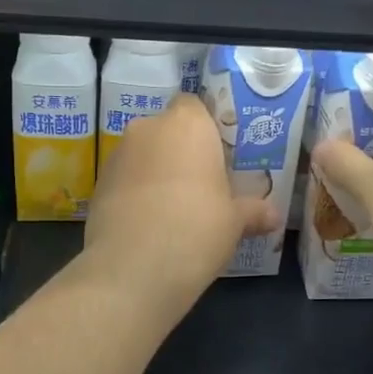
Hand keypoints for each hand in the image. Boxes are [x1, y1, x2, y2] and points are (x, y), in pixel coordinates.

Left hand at [83, 95, 277, 310]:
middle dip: (182, 152)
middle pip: (168, 130)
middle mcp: (148, 128)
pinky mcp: (98, 184)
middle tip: (203, 185)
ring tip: (176, 210)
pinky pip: (126, 179)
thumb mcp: (235, 222)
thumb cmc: (197, 228)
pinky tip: (151, 225)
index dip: (207, 128)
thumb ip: (254, 211)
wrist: (133, 268)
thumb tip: (274, 215)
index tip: (219, 156)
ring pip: (144, 155)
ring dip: (158, 172)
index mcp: (187, 124)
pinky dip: (137, 193)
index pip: (195, 105)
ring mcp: (117, 155)